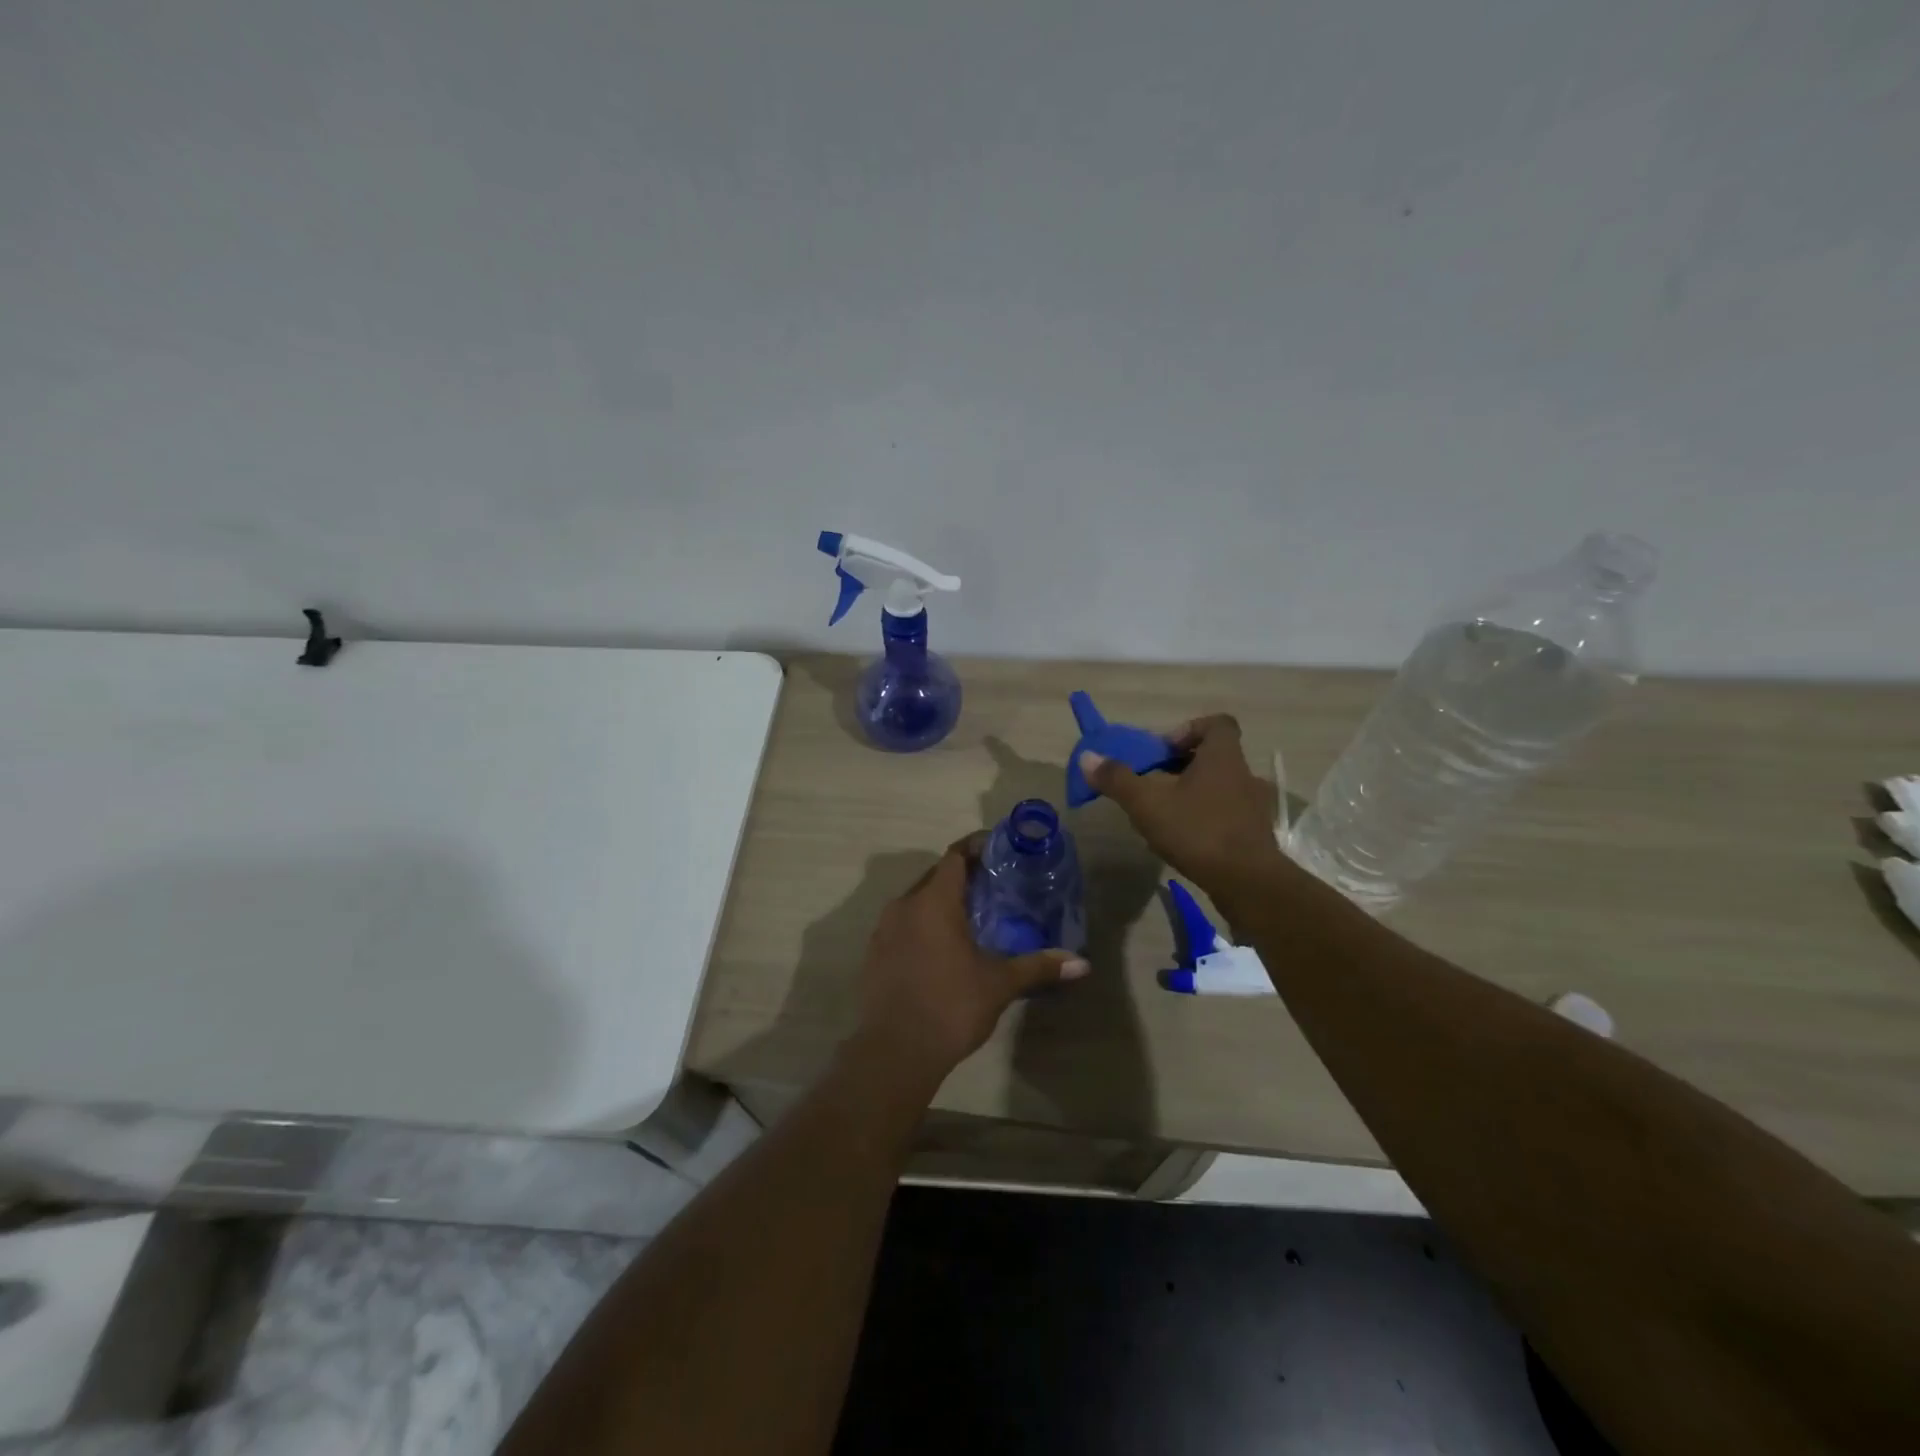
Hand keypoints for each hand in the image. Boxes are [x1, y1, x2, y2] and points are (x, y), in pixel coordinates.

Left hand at [856, 835, 1089, 1077]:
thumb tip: (1081, 963)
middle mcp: (904, 906)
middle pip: (935, 876)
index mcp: (933, 902)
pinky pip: (902, 925)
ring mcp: (883, 930)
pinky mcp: (874, 954)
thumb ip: (1038, 966)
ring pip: (916, 901)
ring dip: (941, 902)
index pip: (954, 856)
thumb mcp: (999, 984)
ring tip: (971, 916)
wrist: (894, 1052)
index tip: (998, 850)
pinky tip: (941, 948)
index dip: (976, 847)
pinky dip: (923, 925)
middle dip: (962, 876)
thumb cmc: (951, 1006)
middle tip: (993, 885)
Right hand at [1080, 714, 1286, 895]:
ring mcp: (1253, 806)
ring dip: (1192, 794)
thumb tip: (1087, 757)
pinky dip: (1204, 819)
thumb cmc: (1197, 831)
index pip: (1217, 723)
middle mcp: (1243, 774)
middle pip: (1213, 756)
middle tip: (1154, 784)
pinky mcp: (1254, 834)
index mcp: (1223, 756)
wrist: (1248, 882)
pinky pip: (1226, 814)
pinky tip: (1183, 840)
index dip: (1188, 730)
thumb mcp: (1147, 803)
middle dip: (1181, 766)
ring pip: (1218, 787)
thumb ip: (1117, 779)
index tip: (1164, 752)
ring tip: (1164, 815)